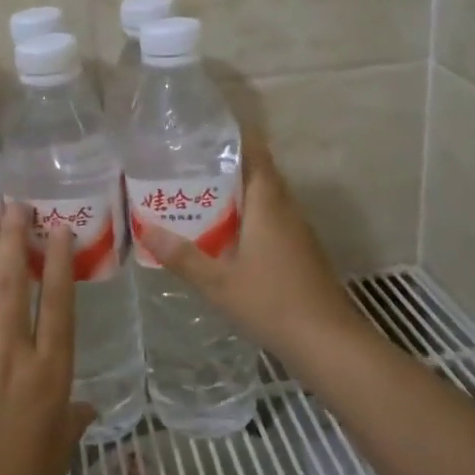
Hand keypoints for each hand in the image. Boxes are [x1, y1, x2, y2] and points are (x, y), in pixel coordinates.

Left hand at [0, 200, 94, 474]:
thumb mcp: (64, 441)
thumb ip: (76, 414)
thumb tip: (88, 405)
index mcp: (50, 370)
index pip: (56, 303)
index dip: (58, 261)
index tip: (58, 227)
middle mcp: (12, 354)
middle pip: (11, 285)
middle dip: (12, 239)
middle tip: (14, 203)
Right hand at [143, 132, 374, 363]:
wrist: (327, 341)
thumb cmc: (272, 302)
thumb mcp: (218, 282)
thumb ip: (183, 256)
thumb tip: (146, 229)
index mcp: (268, 204)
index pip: (256, 154)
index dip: (235, 138)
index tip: (205, 132)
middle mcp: (287, 209)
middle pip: (259, 174)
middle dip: (228, 166)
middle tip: (189, 165)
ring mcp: (298, 232)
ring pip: (266, 199)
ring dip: (238, 194)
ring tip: (200, 195)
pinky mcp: (301, 252)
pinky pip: (272, 220)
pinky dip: (249, 217)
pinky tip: (226, 235)